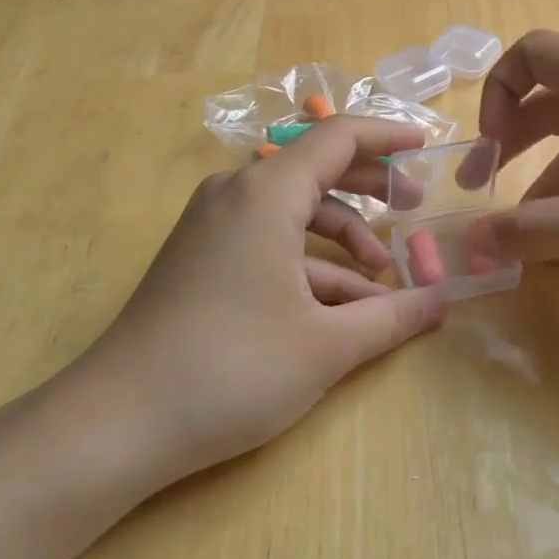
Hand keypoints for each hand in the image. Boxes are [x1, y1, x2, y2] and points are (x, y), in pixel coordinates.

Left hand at [43, 117, 442, 505]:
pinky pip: (268, 239)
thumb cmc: (232, 370)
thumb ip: (393, 317)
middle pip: (316, 166)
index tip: (425, 144)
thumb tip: (442, 301)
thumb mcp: (327, 345)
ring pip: (294, 209)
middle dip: (370, 185)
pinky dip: (309, 261)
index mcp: (267, 193)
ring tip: (382, 277)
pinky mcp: (202, 256)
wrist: (116, 424)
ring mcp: (214, 225)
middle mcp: (237, 194)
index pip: (337, 136)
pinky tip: (341, 305)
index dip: (386, 135)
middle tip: (414, 206)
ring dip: (343, 235)